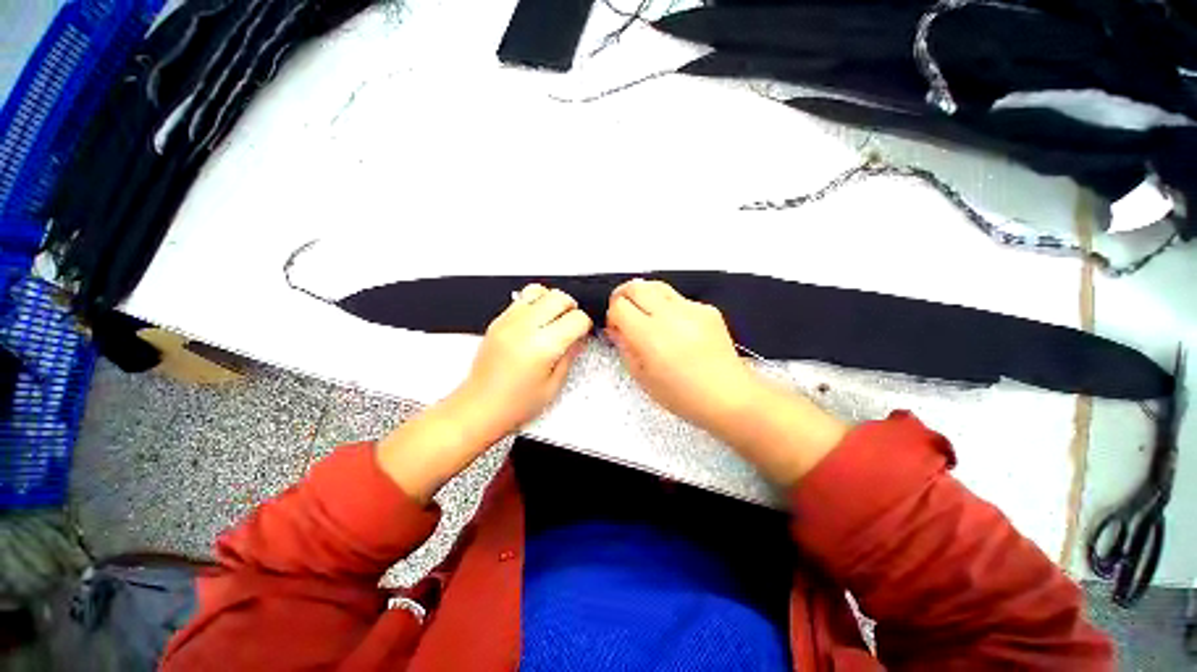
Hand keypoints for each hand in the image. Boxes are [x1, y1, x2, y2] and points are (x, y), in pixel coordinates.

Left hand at [454, 284, 592, 438]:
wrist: (479, 407)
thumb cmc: (513, 404)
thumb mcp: (553, 386)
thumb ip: (570, 356)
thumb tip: (579, 339)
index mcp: (543, 346)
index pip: (576, 318)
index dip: (585, 325)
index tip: (583, 333)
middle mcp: (525, 328)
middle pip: (559, 297)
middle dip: (572, 308)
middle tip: (571, 324)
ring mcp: (509, 322)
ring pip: (539, 290)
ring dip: (551, 301)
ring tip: (553, 318)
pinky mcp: (497, 321)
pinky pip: (521, 298)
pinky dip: (533, 304)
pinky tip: (536, 321)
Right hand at [606, 279, 760, 429]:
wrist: (729, 396)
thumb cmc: (683, 396)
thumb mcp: (642, 378)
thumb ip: (624, 347)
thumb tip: (616, 328)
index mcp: (650, 336)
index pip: (619, 306)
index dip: (612, 315)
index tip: (617, 328)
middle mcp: (670, 316)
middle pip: (635, 286)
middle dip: (623, 296)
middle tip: (624, 312)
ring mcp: (692, 309)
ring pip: (657, 285)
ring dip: (644, 296)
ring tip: (646, 314)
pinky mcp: (707, 309)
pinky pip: (679, 298)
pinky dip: (668, 307)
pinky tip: (675, 327)